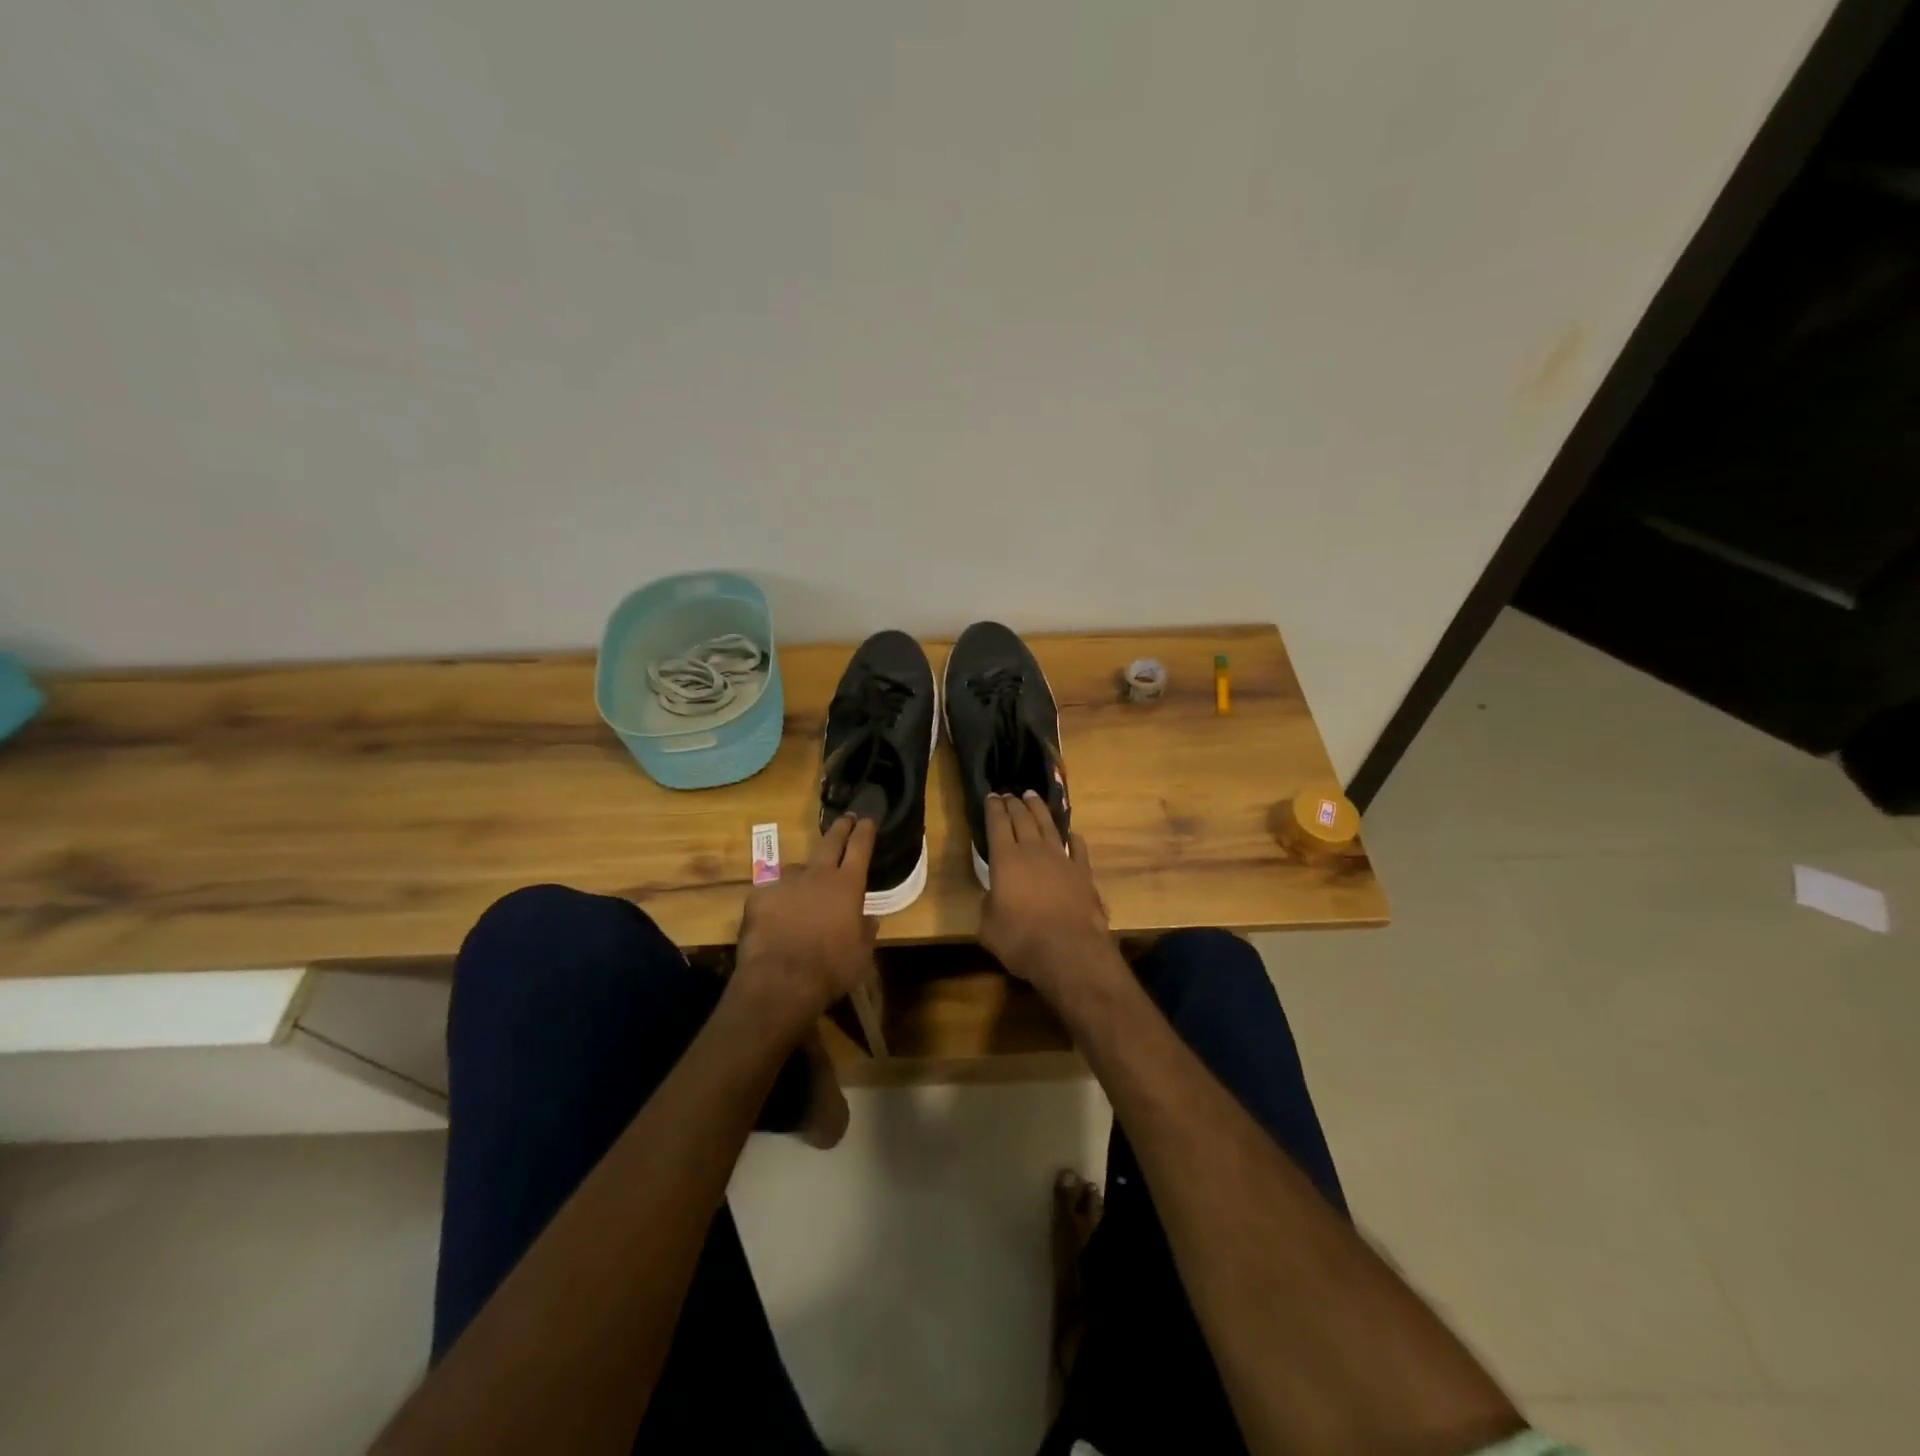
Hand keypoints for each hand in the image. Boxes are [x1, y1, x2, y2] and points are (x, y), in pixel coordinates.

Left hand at [735, 814, 878, 1030]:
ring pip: (798, 869)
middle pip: (830, 842)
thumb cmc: (830, 968)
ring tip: (803, 891)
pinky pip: (772, 892)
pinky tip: (776, 917)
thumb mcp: (861, 954)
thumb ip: (865, 931)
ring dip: (804, 876)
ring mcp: (785, 882)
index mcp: (847, 886)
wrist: (780, 981)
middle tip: (846, 818)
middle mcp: (817, 875)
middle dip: (840, 828)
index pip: (860, 848)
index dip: (864, 831)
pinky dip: (778, 900)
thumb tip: (869, 919)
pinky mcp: (758, 896)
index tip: (867, 819)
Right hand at [978, 792, 1116, 1004]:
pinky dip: (1073, 838)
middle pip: (1023, 818)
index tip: (991, 796)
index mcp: (1005, 859)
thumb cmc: (1021, 939)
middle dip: (1014, 804)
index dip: (993, 808)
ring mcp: (1062, 859)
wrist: (1069, 950)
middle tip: (1009, 794)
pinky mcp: (1083, 872)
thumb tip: (994, 896)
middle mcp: (1033, 851)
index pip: (997, 824)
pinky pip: (1078, 848)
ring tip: (1033, 796)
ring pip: (1049, 825)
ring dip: (1039, 809)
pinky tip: (1071, 834)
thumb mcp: (988, 927)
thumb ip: (988, 905)